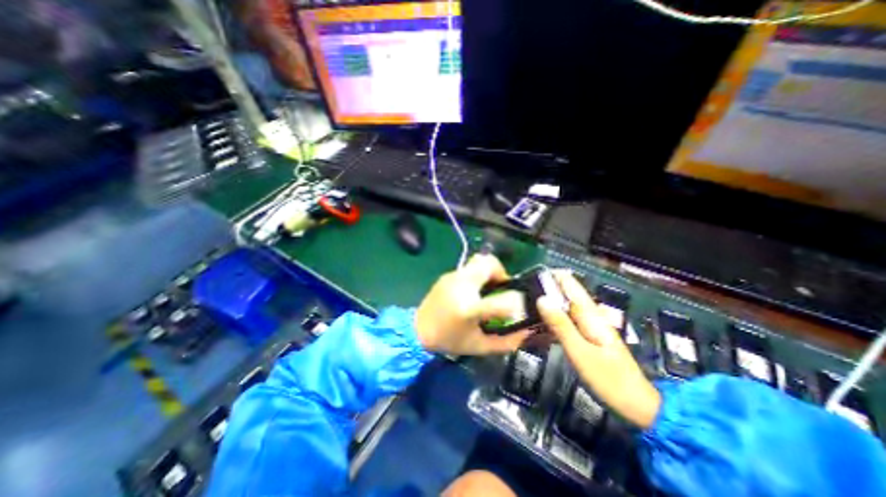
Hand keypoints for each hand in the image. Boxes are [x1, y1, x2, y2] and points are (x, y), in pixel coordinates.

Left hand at [416, 254, 532, 355]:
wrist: (417, 330)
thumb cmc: (449, 340)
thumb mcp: (479, 347)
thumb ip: (506, 341)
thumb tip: (526, 331)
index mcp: (469, 308)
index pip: (502, 301)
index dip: (516, 303)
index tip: (518, 307)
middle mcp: (462, 286)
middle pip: (488, 263)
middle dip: (500, 272)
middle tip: (501, 287)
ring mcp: (453, 277)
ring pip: (478, 261)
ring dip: (488, 272)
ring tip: (487, 289)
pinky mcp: (447, 275)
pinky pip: (468, 268)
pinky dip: (477, 275)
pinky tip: (472, 291)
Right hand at [537, 272, 660, 427]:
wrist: (637, 405)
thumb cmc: (609, 379)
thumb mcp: (580, 352)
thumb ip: (560, 325)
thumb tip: (541, 298)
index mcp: (590, 313)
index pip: (570, 283)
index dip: (551, 276)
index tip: (529, 276)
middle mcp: (590, 314)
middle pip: (565, 292)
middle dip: (545, 289)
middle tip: (521, 293)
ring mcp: (589, 325)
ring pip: (564, 306)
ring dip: (547, 302)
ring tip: (524, 303)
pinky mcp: (586, 335)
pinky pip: (566, 319)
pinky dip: (552, 316)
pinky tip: (539, 321)